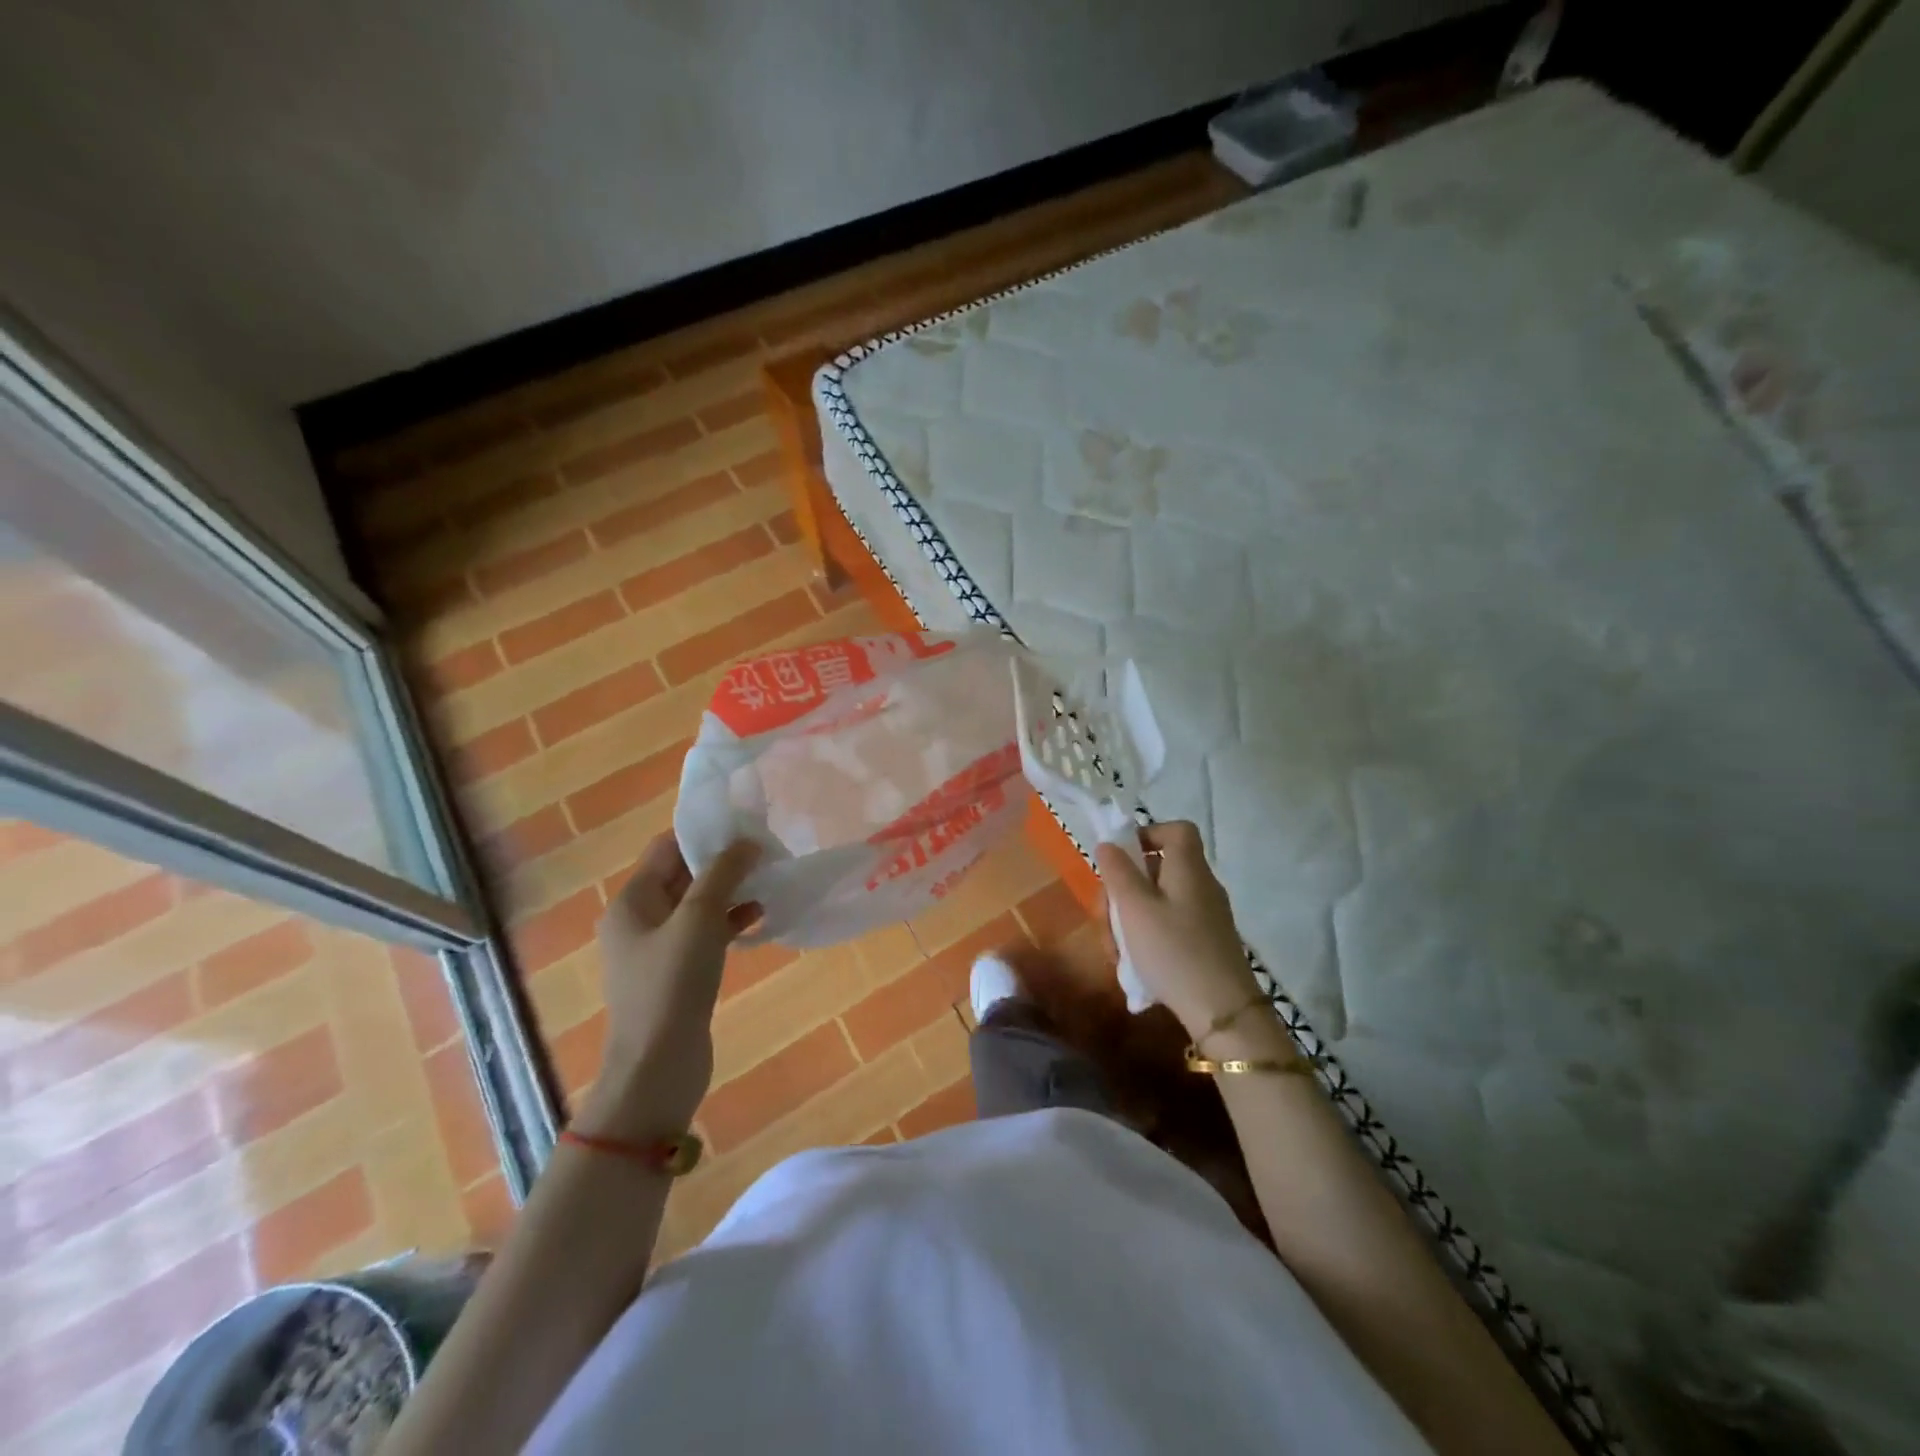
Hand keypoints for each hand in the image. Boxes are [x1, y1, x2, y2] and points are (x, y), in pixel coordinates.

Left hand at [577, 834, 760, 1137]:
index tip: (746, 827)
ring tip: (770, 884)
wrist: (657, 1067)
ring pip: (697, 906)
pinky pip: (704, 935)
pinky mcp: (676, 974)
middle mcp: (639, 920)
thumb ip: (722, 874)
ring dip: (731, 894)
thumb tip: (746, 843)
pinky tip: (760, 921)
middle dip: (723, 864)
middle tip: (766, 853)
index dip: (704, 835)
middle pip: (683, 876)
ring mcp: (657, 950)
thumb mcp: (699, 919)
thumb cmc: (672, 984)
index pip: (667, 849)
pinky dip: (729, 924)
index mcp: (632, 901)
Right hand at [1096, 822, 1271, 1044]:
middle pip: (1158, 869)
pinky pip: (1169, 926)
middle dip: (1124, 889)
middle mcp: (1201, 886)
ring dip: (1129, 919)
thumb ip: (1118, 872)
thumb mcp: (1135, 909)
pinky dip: (1147, 938)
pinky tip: (1134, 966)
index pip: (1177, 830)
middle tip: (1105, 916)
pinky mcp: (1205, 944)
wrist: (1223, 1012)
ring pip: (1157, 902)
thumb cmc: (1174, 951)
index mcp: (1188, 869)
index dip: (1147, 834)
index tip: (1120, 859)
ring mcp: (1205, 917)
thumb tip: (1109, 844)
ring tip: (1115, 951)